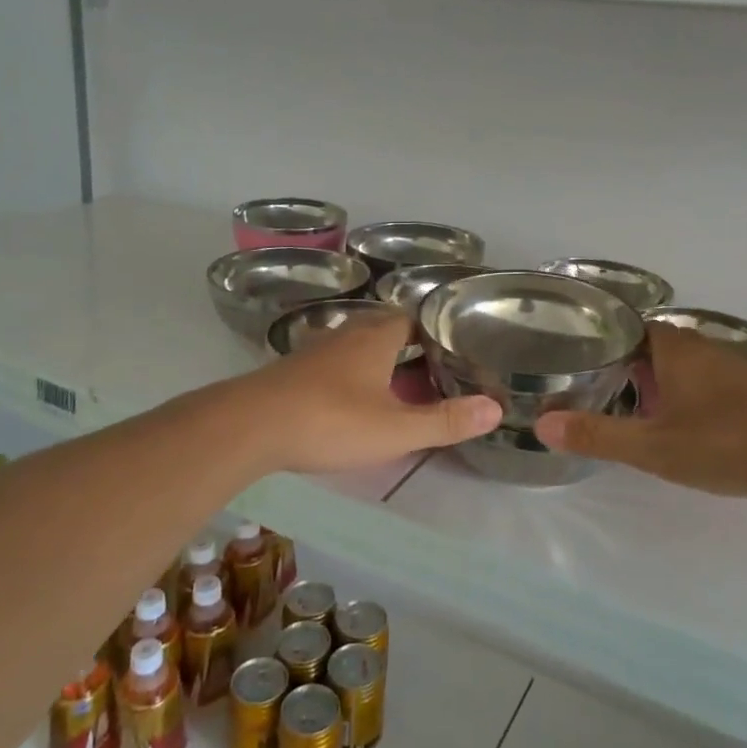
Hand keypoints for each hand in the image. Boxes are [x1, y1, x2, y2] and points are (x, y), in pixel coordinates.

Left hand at [236, 314, 499, 475]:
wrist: (250, 425)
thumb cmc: (330, 420)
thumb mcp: (395, 429)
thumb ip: (445, 421)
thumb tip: (496, 408)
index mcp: (377, 336)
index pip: (413, 318)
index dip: (435, 332)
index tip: (455, 350)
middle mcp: (348, 334)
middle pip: (387, 331)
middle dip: (410, 350)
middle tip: (435, 375)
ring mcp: (318, 350)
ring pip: (359, 348)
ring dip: (380, 364)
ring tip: (401, 391)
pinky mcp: (295, 370)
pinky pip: (335, 365)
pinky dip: (353, 377)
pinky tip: (355, 403)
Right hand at [534, 327, 746, 498]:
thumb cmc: (725, 442)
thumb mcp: (653, 446)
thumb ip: (598, 436)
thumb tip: (543, 425)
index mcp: (675, 350)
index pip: (633, 328)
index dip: (608, 339)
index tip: (584, 357)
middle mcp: (703, 349)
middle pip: (657, 346)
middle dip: (632, 365)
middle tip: (603, 388)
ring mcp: (734, 369)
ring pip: (685, 366)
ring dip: (662, 382)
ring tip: (639, 409)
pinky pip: (710, 383)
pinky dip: (691, 395)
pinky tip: (687, 425)